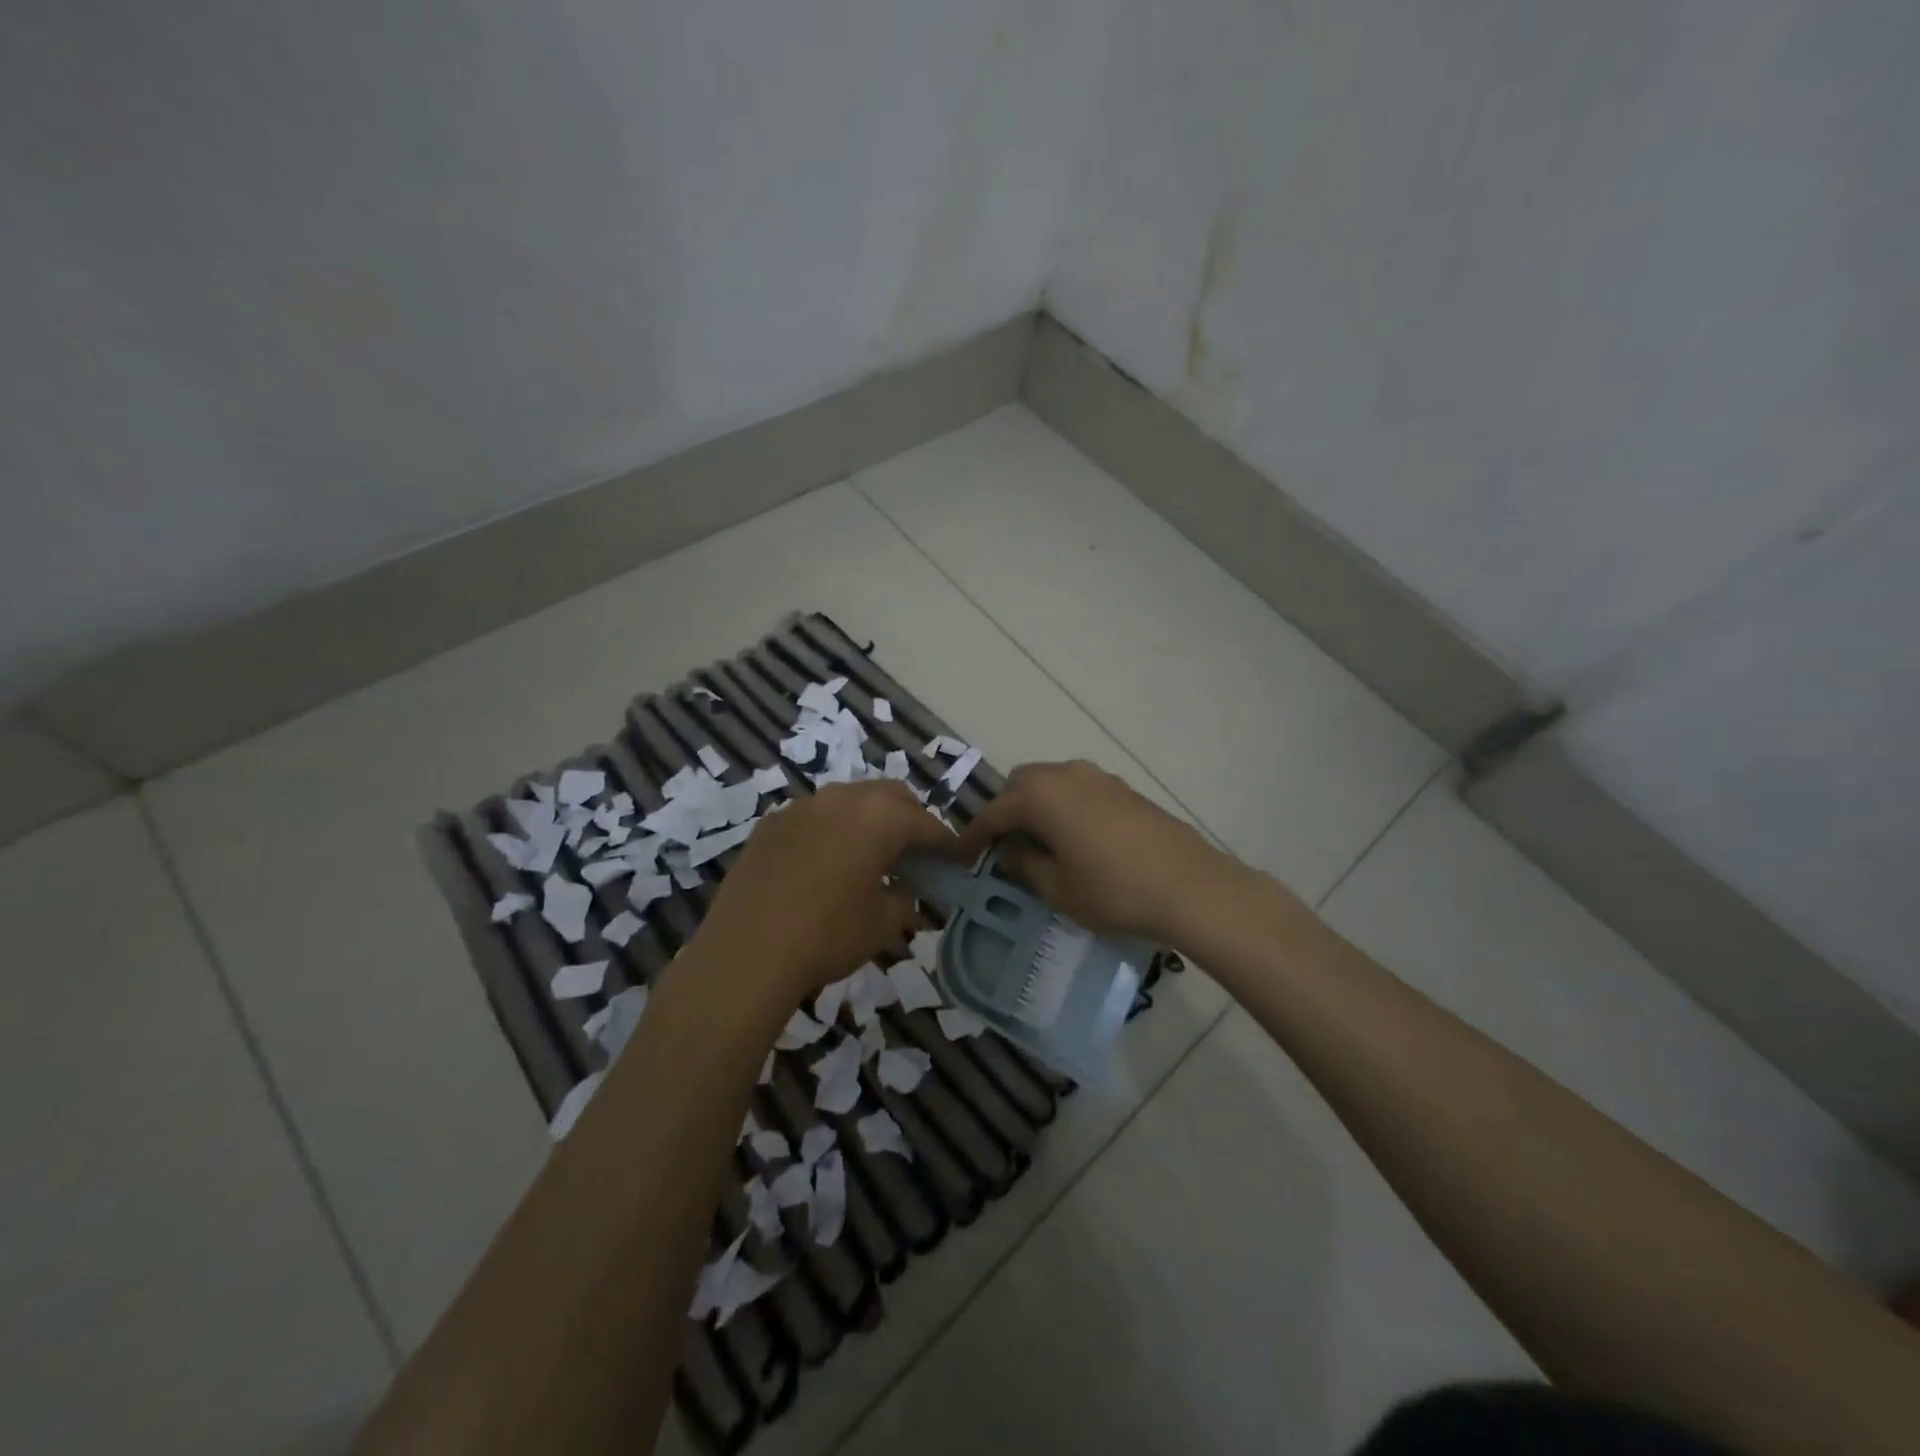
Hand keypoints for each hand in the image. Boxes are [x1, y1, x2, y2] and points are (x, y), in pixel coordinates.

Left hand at [694, 779, 957, 1004]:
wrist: (746, 953)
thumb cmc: (828, 935)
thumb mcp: (882, 924)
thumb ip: (904, 899)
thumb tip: (903, 889)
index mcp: (879, 818)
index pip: (926, 824)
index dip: (946, 843)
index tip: (957, 860)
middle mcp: (842, 799)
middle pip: (890, 796)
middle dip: (909, 819)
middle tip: (916, 853)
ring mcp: (802, 806)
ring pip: (849, 800)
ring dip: (868, 820)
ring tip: (870, 855)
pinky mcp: (771, 824)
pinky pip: (814, 816)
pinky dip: (832, 830)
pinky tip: (826, 862)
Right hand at [952, 760, 1239, 945]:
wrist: (1191, 887)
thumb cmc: (1115, 891)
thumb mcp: (1059, 889)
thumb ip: (1026, 866)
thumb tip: (1010, 853)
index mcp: (1042, 796)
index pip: (994, 811)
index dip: (975, 835)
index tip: (963, 855)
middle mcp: (1067, 774)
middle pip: (1022, 783)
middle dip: (1007, 810)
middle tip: (1005, 845)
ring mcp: (1099, 777)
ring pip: (1052, 781)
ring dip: (1037, 805)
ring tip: (1040, 842)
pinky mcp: (1124, 788)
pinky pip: (1079, 788)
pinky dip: (1065, 805)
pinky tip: (1076, 837)